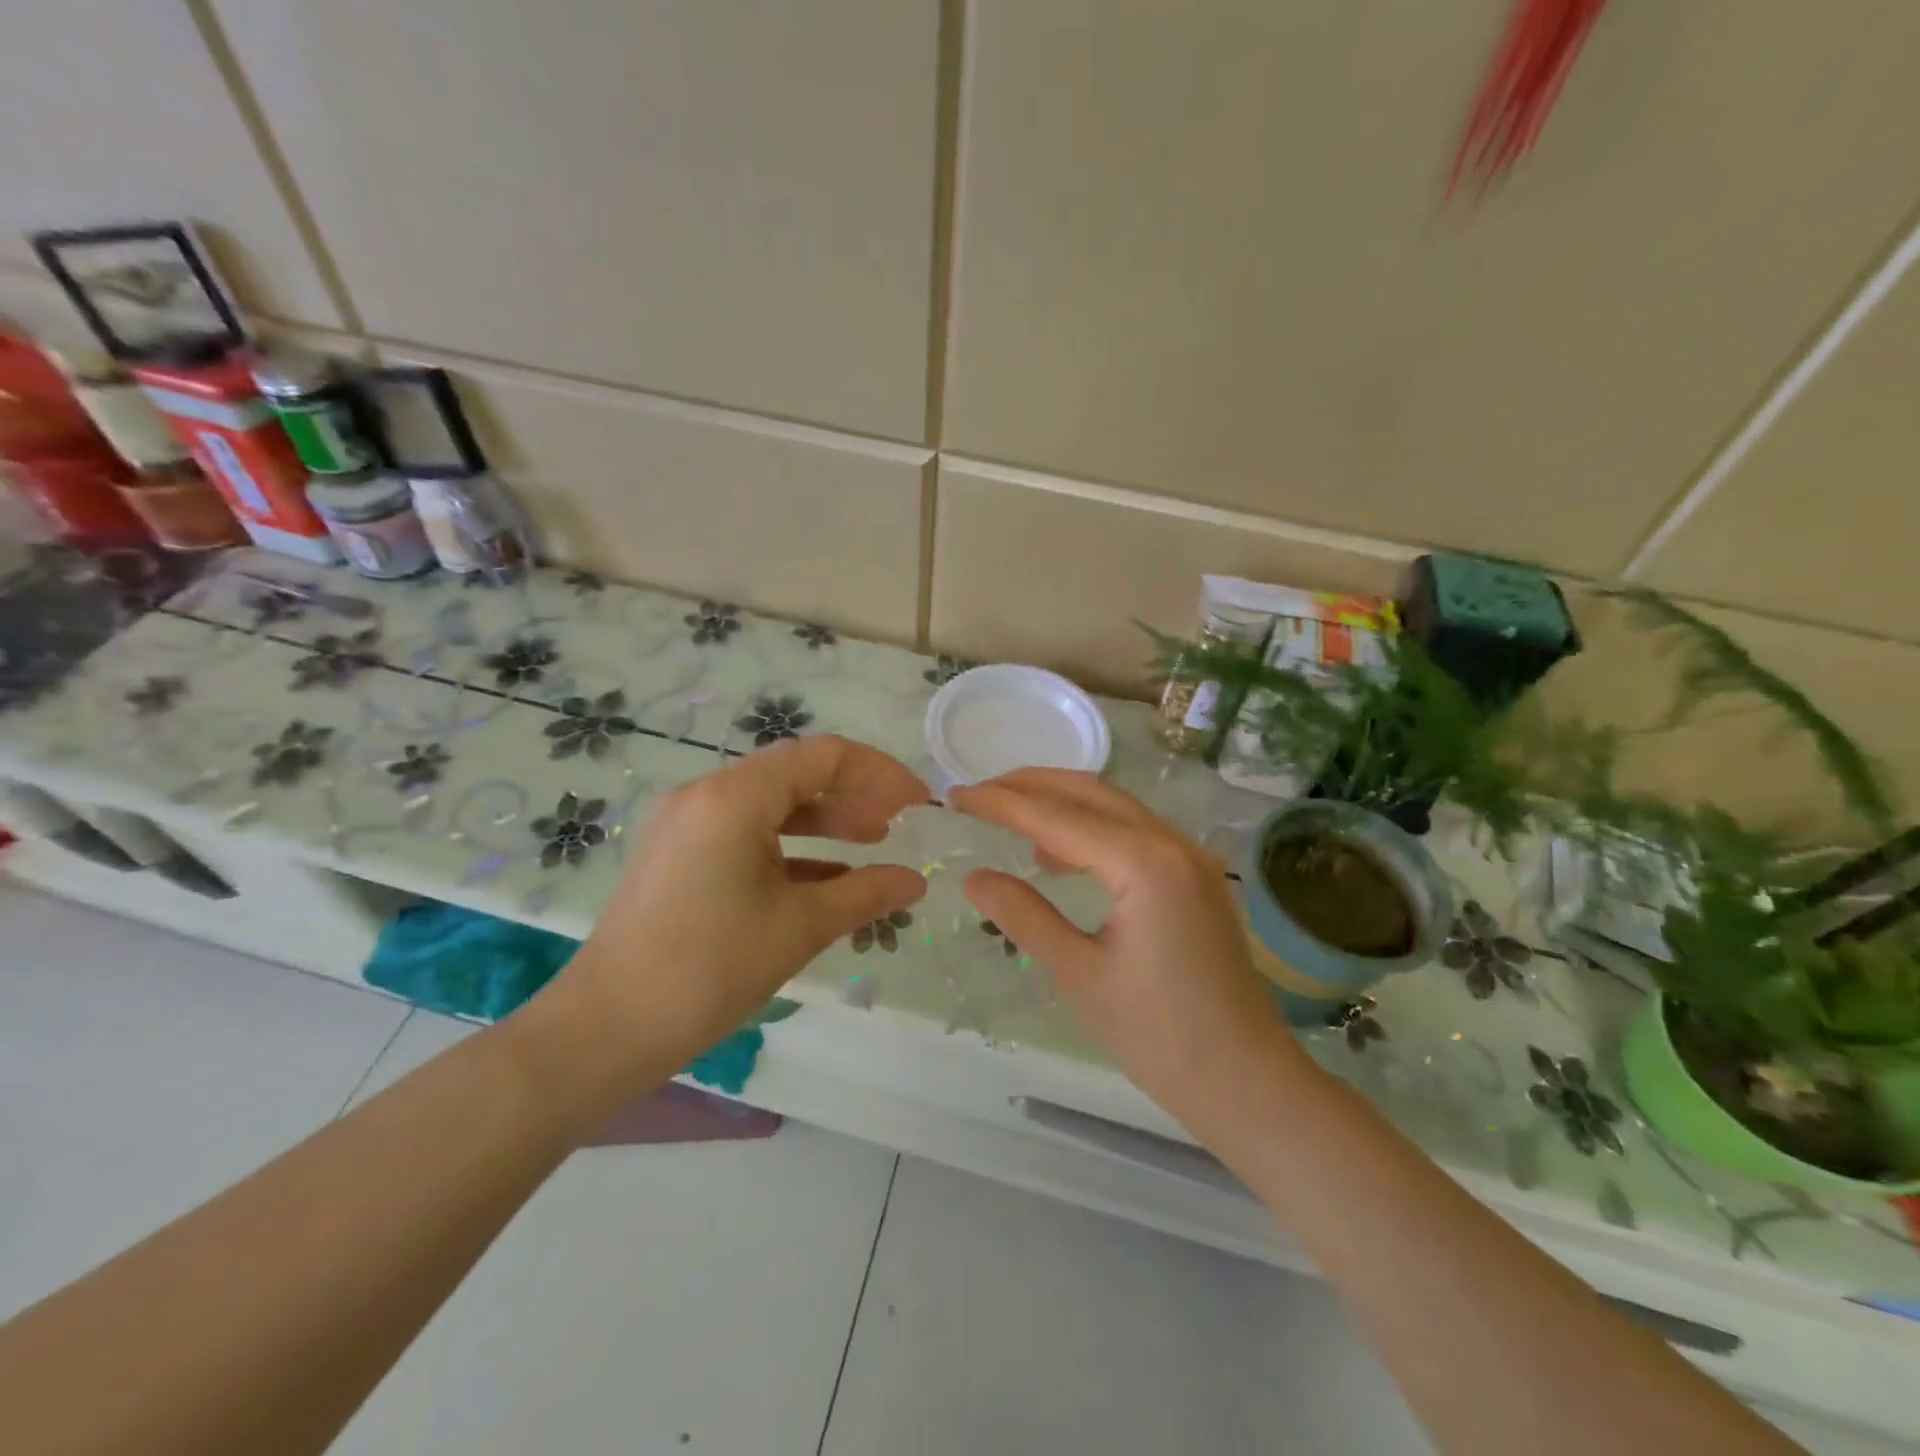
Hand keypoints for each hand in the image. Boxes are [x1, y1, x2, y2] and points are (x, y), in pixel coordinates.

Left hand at [539, 737, 927, 1096]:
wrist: (606, 1030)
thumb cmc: (709, 969)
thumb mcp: (799, 927)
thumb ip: (866, 894)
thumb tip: (916, 882)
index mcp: (735, 798)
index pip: (823, 756)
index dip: (879, 773)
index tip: (917, 803)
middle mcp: (707, 795)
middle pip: (796, 774)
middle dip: (853, 795)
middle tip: (897, 825)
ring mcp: (687, 824)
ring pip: (771, 804)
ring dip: (824, 819)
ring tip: (871, 842)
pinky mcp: (679, 854)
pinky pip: (746, 833)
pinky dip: (791, 846)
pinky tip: (827, 875)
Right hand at [952, 770, 1310, 1128]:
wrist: (1246, 1082)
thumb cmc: (1159, 1036)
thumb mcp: (1079, 974)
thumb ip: (1024, 915)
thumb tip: (974, 877)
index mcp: (1144, 864)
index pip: (1057, 816)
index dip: (1002, 803)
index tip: (956, 795)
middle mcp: (1173, 844)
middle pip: (1091, 793)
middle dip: (1032, 786)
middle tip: (980, 793)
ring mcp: (1191, 858)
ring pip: (1116, 809)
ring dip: (1063, 804)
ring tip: (1012, 819)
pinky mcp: (1197, 878)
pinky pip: (1136, 834)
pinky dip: (1092, 831)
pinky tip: (1060, 857)